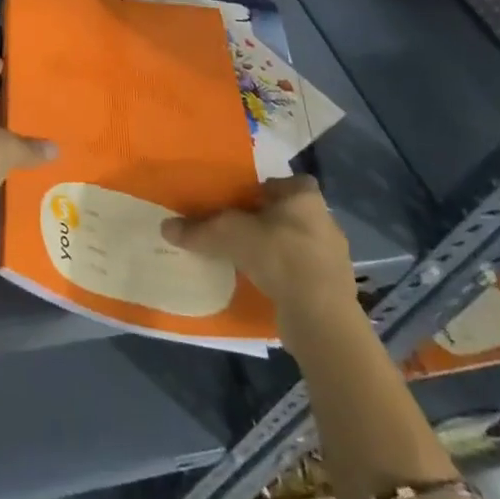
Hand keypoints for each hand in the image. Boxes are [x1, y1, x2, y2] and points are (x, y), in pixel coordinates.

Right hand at [160, 176, 359, 344]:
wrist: (320, 316)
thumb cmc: (278, 256)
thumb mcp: (228, 236)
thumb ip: (198, 230)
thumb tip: (165, 227)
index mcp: (305, 197)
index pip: (287, 182)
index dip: (265, 190)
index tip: (243, 202)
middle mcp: (325, 221)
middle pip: (291, 213)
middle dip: (268, 221)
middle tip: (240, 230)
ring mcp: (334, 257)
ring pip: (299, 244)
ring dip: (279, 250)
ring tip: (250, 260)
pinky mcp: (334, 289)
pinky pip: (304, 274)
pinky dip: (287, 277)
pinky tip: (266, 285)